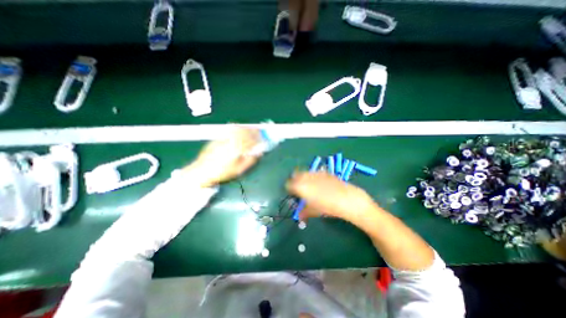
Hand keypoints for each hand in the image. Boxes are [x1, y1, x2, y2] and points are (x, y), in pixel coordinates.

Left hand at [185, 127, 264, 185]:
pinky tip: (238, 129)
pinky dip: (236, 128)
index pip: (250, 140)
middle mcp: (230, 141)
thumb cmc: (221, 173)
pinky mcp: (218, 138)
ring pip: (237, 129)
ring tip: (250, 129)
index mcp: (236, 149)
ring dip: (245, 128)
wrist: (202, 172)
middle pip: (244, 132)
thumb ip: (250, 160)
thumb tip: (259, 153)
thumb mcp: (239, 170)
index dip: (258, 139)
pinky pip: (229, 130)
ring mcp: (223, 138)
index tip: (263, 138)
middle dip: (253, 131)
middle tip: (258, 132)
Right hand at [288, 172, 374, 220]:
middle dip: (296, 181)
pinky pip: (315, 173)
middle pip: (296, 175)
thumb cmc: (328, 207)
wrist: (348, 200)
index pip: (289, 184)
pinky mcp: (325, 172)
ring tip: (309, 185)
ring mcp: (316, 173)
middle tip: (299, 189)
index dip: (289, 188)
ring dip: (304, 177)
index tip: (292, 193)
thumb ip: (304, 212)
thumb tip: (300, 217)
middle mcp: (307, 177)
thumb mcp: (314, 211)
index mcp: (301, 186)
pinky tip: (319, 183)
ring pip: (305, 172)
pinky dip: (314, 176)